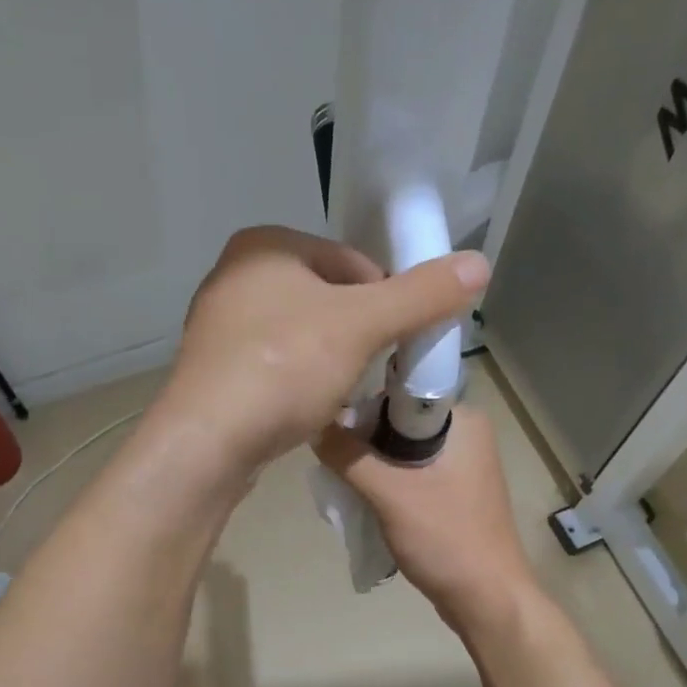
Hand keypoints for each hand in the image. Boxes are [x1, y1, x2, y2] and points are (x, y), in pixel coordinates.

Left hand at [153, 226, 488, 481]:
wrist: (206, 442)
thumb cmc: (284, 368)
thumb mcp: (362, 326)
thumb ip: (421, 295)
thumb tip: (480, 264)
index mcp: (265, 244)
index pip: (351, 262)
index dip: (385, 300)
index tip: (397, 342)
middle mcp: (235, 275)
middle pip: (326, 298)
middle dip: (356, 334)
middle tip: (371, 371)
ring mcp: (218, 325)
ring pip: (300, 334)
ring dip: (329, 360)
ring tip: (340, 394)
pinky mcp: (213, 369)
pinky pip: (273, 365)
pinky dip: (296, 381)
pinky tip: (304, 408)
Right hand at [313, 406, 536, 633]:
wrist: (487, 600)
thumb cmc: (446, 539)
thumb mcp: (390, 494)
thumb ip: (349, 457)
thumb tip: (313, 425)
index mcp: (463, 420)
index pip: (400, 393)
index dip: (362, 405)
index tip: (330, 426)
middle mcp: (465, 435)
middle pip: (397, 422)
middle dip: (363, 440)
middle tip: (333, 461)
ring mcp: (461, 466)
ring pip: (400, 452)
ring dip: (371, 466)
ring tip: (342, 482)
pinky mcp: (453, 494)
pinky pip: (410, 476)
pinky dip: (386, 485)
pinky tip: (363, 500)